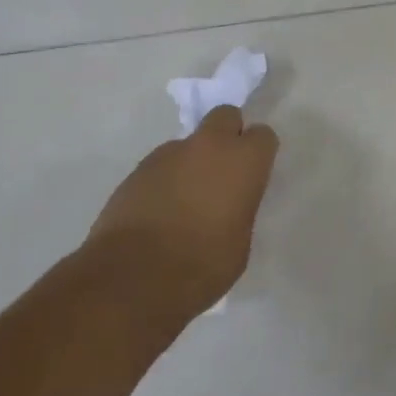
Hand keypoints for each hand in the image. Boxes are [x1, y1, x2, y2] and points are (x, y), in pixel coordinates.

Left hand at [85, 105, 279, 324]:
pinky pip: (161, 166)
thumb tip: (229, 204)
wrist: (132, 279)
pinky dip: (165, 181)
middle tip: (222, 172)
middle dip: (227, 135)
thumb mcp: (240, 243)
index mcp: (242, 161)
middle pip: (225, 116)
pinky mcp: (136, 170)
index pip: (263, 135)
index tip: (253, 175)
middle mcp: (207, 146)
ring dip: (191, 162)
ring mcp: (168, 154)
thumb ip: (239, 209)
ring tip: (184, 202)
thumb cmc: (202, 265)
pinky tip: (158, 213)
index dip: (258, 154)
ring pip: (188, 144)